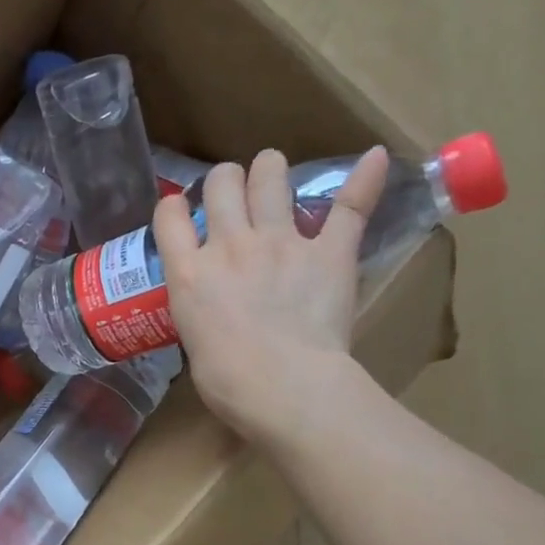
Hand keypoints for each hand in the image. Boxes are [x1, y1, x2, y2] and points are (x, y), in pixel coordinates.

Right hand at [154, 147, 388, 450]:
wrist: (281, 386)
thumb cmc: (226, 381)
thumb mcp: (192, 340)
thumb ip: (199, 310)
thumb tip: (212, 311)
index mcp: (189, 273)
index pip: (169, 217)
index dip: (172, 207)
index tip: (179, 211)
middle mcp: (229, 244)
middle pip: (221, 184)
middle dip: (224, 180)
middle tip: (232, 191)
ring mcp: (280, 243)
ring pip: (270, 178)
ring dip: (269, 168)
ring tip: (271, 170)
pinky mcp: (329, 252)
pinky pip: (348, 207)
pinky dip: (365, 180)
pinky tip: (375, 158)